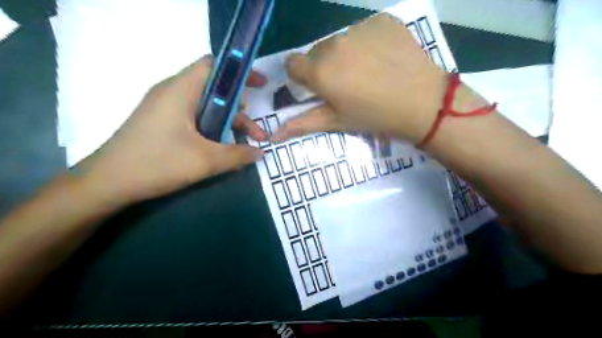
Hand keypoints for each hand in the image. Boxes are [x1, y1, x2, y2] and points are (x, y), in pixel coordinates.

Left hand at [74, 55, 266, 205]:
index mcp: (181, 90)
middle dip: (240, 107)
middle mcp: (173, 92)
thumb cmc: (157, 163)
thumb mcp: (205, 161)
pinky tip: (222, 147)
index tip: (260, 85)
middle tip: (255, 129)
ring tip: (246, 142)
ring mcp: (165, 108)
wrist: (107, 182)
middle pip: (214, 89)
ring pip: (206, 106)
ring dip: (228, 122)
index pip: (214, 65)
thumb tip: (260, 152)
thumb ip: (237, 154)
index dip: (240, 71)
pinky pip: (195, 117)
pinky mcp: (162, 122)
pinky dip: (213, 128)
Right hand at [273, 14, 445, 144]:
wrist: (424, 103)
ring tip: (369, 73)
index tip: (318, 87)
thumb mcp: (337, 122)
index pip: (292, 64)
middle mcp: (334, 44)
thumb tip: (274, 135)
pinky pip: (365, 30)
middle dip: (325, 67)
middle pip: (317, 52)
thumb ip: (303, 124)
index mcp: (320, 71)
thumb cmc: (375, 117)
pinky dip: (368, 43)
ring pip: (340, 41)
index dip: (302, 77)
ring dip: (347, 54)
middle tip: (348, 85)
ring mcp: (360, 29)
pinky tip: (384, 59)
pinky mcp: (383, 21)